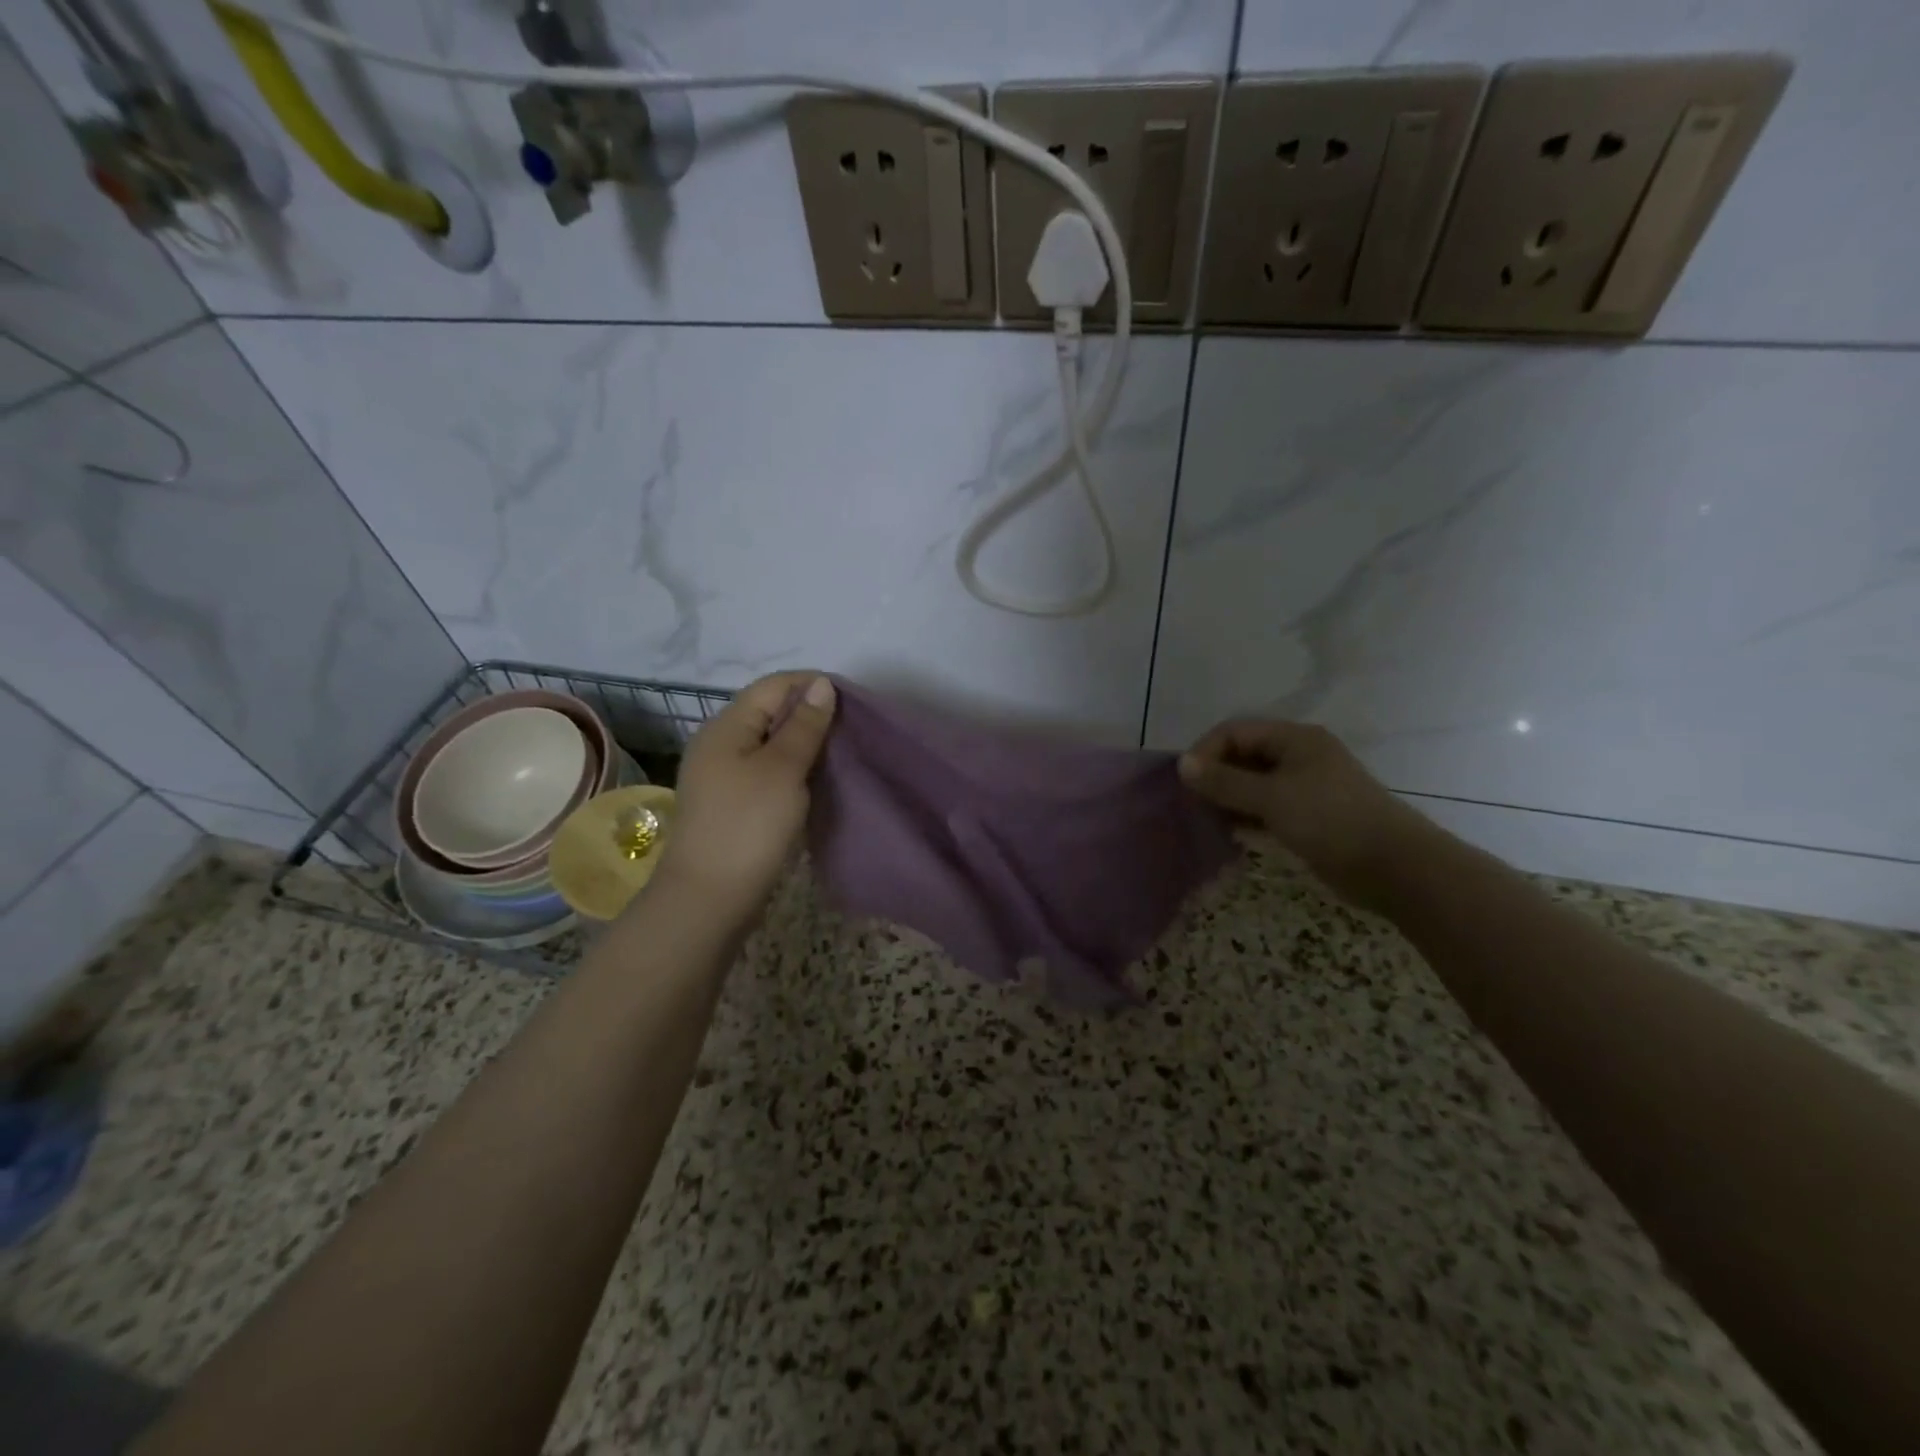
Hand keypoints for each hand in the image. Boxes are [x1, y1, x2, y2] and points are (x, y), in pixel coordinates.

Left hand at [655, 671, 836, 918]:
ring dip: (803, 744)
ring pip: (769, 744)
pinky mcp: (731, 804)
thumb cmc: (748, 825)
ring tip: (839, 754)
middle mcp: (719, 744)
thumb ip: (804, 725)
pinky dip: (792, 770)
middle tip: (850, 729)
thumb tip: (821, 684)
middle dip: (809, 715)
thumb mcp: (782, 769)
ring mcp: (722, 776)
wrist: (709, 898)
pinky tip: (815, 782)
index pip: (772, 686)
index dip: (810, 685)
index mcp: (725, 727)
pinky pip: (766, 772)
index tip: (851, 701)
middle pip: (769, 713)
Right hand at [1178, 719, 1434, 909]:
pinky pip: (1266, 807)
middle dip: (1215, 776)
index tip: (1185, 782)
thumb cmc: (1330, 819)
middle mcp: (1298, 756)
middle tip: (1191, 803)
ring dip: (1228, 798)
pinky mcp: (1308, 816)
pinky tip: (1229, 833)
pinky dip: (1246, 816)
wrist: (1393, 867)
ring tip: (1205, 819)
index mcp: (1294, 739)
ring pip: (1253, 784)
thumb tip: (1182, 765)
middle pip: (1243, 755)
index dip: (1206, 751)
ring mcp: (1305, 787)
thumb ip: (1224, 781)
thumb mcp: (1271, 797)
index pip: (1235, 731)